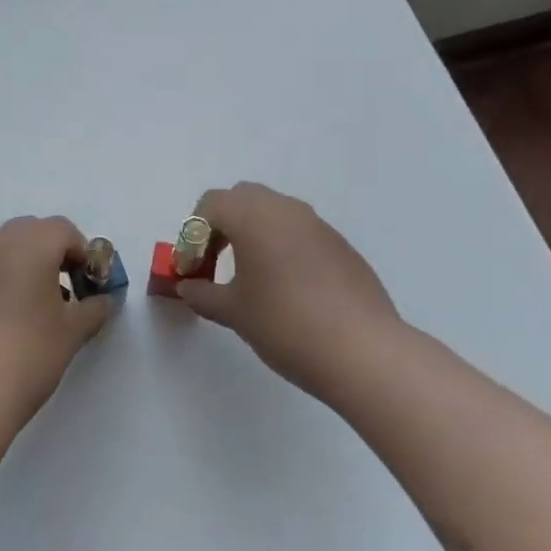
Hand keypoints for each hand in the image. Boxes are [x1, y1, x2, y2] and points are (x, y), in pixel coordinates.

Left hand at [0, 216, 113, 428]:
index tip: (91, 285)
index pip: (63, 230)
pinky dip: (8, 281)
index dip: (83, 253)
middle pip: (33, 231)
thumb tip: (103, 301)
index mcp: (29, 245)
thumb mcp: (72, 332)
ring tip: (44, 309)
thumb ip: (93, 309)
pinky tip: (16, 321)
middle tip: (69, 290)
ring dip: (30, 266)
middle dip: (55, 253)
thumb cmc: (29, 353)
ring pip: (8, 250)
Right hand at [175, 182, 405, 402]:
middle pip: (242, 198)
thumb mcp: (234, 312)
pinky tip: (285, 288)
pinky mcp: (341, 245)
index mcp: (254, 217)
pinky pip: (299, 232)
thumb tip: (188, 287)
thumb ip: (203, 294)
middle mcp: (286, 210)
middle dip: (220, 225)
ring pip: (274, 212)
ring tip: (248, 276)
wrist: (362, 351)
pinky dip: (281, 246)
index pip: (210, 205)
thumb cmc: (285, 324)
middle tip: (213, 263)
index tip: (192, 270)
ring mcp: (318, 225)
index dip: (192, 236)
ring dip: (252, 233)